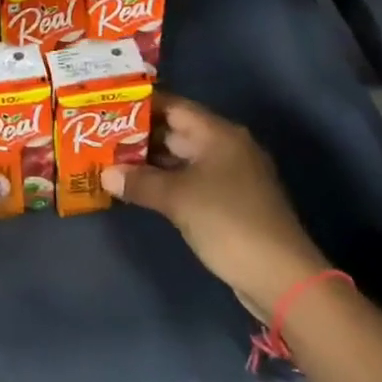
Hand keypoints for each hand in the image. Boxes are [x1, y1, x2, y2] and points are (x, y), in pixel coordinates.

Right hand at [103, 94, 329, 315]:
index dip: (141, 104)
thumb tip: (105, 174)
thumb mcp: (178, 199)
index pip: (174, 106)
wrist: (282, 276)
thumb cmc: (228, 222)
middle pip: (177, 131)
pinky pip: (191, 181)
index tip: (108, 106)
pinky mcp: (231, 202)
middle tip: (100, 137)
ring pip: (183, 158)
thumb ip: (140, 182)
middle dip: (140, 135)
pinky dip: (166, 182)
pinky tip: (140, 190)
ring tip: (112, 162)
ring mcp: (230, 176)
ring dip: (151, 162)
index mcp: (218, 134)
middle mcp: (226, 147)